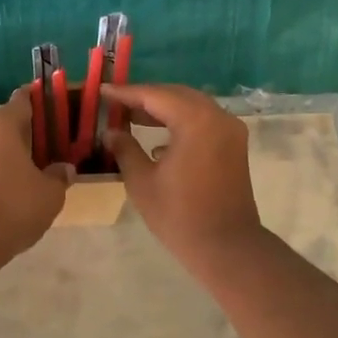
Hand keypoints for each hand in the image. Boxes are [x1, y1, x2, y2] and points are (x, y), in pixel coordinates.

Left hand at [0, 94, 72, 255]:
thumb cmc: (13, 205)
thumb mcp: (50, 193)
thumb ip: (59, 175)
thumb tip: (64, 169)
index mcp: (1, 123)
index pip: (24, 99)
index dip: (41, 101)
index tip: (56, 107)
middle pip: (6, 123)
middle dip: (27, 133)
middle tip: (50, 147)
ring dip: (9, 154)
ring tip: (32, 172)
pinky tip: (11, 190)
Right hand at [102, 84, 261, 264]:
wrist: (227, 247)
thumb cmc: (180, 215)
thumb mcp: (142, 181)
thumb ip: (125, 149)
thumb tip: (111, 132)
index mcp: (195, 121)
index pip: (155, 96)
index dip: (126, 93)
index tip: (103, 91)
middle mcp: (217, 117)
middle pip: (176, 95)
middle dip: (146, 97)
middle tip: (116, 102)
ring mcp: (230, 130)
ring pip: (191, 106)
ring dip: (163, 109)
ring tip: (132, 117)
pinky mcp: (234, 145)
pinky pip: (203, 121)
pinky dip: (180, 122)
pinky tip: (158, 140)